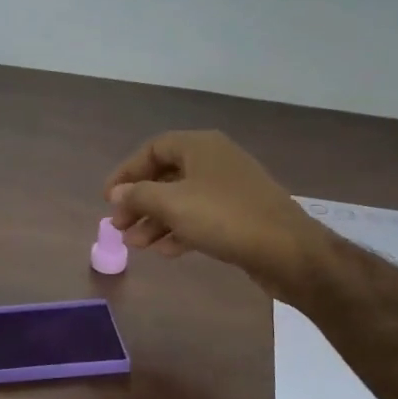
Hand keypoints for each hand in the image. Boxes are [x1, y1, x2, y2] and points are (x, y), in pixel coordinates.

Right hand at [105, 130, 316, 296]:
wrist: (288, 251)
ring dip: (156, 222)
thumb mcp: (172, 204)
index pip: (153, 149)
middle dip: (140, 202)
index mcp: (200, 146)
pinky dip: (180, 231)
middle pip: (166, 176)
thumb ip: (139, 196)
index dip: (127, 172)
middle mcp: (215, 161)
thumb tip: (118, 193)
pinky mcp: (240, 216)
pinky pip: (200, 218)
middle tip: (120, 227)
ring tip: (136, 246)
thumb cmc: (225, 218)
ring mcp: (230, 189)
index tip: (109, 199)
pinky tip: (165, 252)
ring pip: (182, 200)